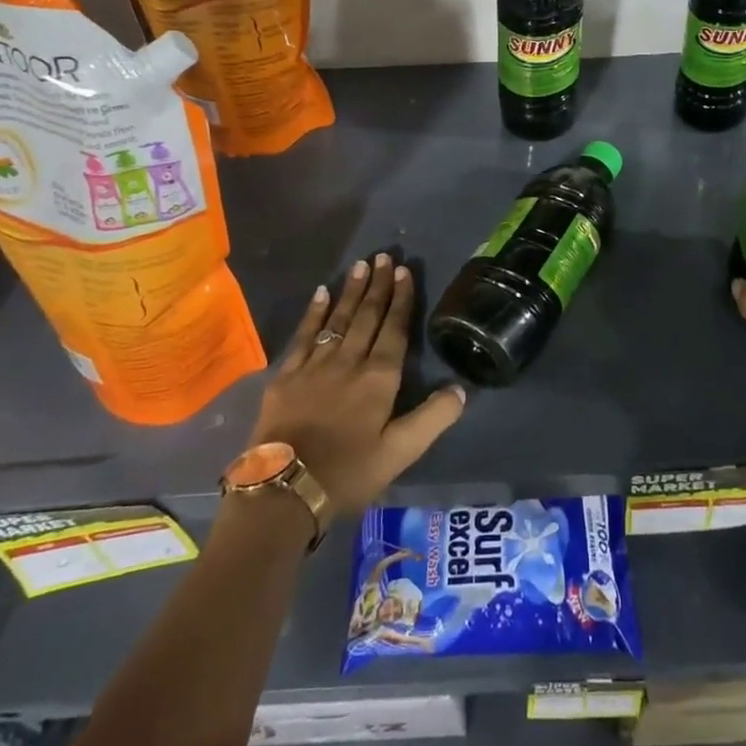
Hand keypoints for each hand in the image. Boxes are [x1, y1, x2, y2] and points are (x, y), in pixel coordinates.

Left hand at [250, 253, 466, 514]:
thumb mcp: (400, 453)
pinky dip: (314, 312)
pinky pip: (304, 334)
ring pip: (338, 319)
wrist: (284, 490)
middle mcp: (349, 362)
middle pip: (367, 316)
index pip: (395, 329)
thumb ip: (432, 418)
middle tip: (383, 256)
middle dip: (378, 286)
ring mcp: (315, 365)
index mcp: (379, 379)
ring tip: (360, 265)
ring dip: (351, 291)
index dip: (401, 300)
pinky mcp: (287, 375)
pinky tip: (321, 293)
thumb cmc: (348, 473)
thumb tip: (461, 389)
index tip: (405, 271)